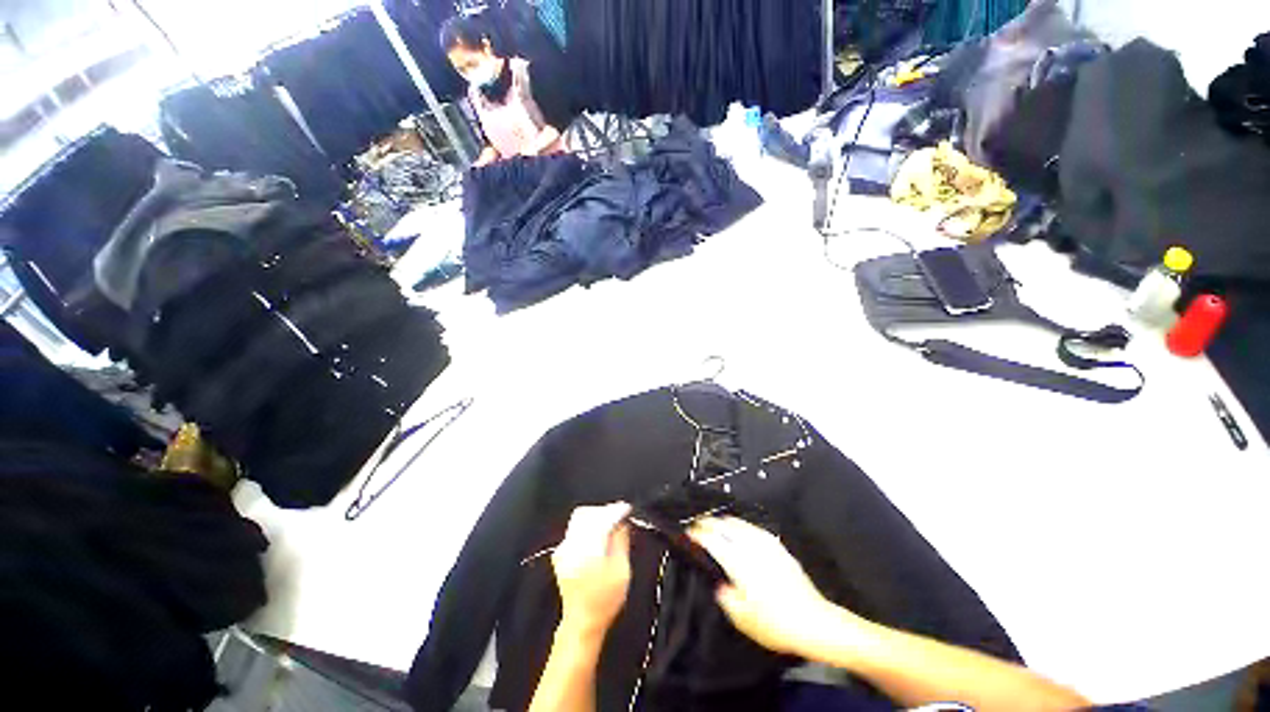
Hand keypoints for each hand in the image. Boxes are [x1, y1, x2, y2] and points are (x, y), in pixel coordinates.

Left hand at [551, 502, 632, 642]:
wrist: (582, 623)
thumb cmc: (605, 600)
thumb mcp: (621, 571)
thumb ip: (621, 541)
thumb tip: (622, 521)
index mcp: (586, 551)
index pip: (600, 520)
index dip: (615, 511)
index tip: (627, 508)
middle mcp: (570, 547)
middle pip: (587, 515)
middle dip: (604, 511)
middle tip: (619, 515)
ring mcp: (562, 549)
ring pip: (579, 519)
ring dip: (596, 516)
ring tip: (611, 522)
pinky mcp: (560, 553)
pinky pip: (575, 529)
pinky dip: (588, 525)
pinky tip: (599, 533)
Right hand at [690, 517, 857, 656]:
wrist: (814, 622)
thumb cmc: (776, 624)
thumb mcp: (742, 618)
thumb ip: (725, 597)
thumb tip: (720, 585)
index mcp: (739, 562)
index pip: (713, 539)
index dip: (698, 534)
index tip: (689, 533)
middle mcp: (751, 548)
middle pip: (725, 525)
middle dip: (709, 523)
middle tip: (700, 527)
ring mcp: (767, 545)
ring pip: (740, 523)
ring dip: (724, 522)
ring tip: (717, 526)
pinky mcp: (779, 548)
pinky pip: (754, 529)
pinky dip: (742, 527)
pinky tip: (742, 533)